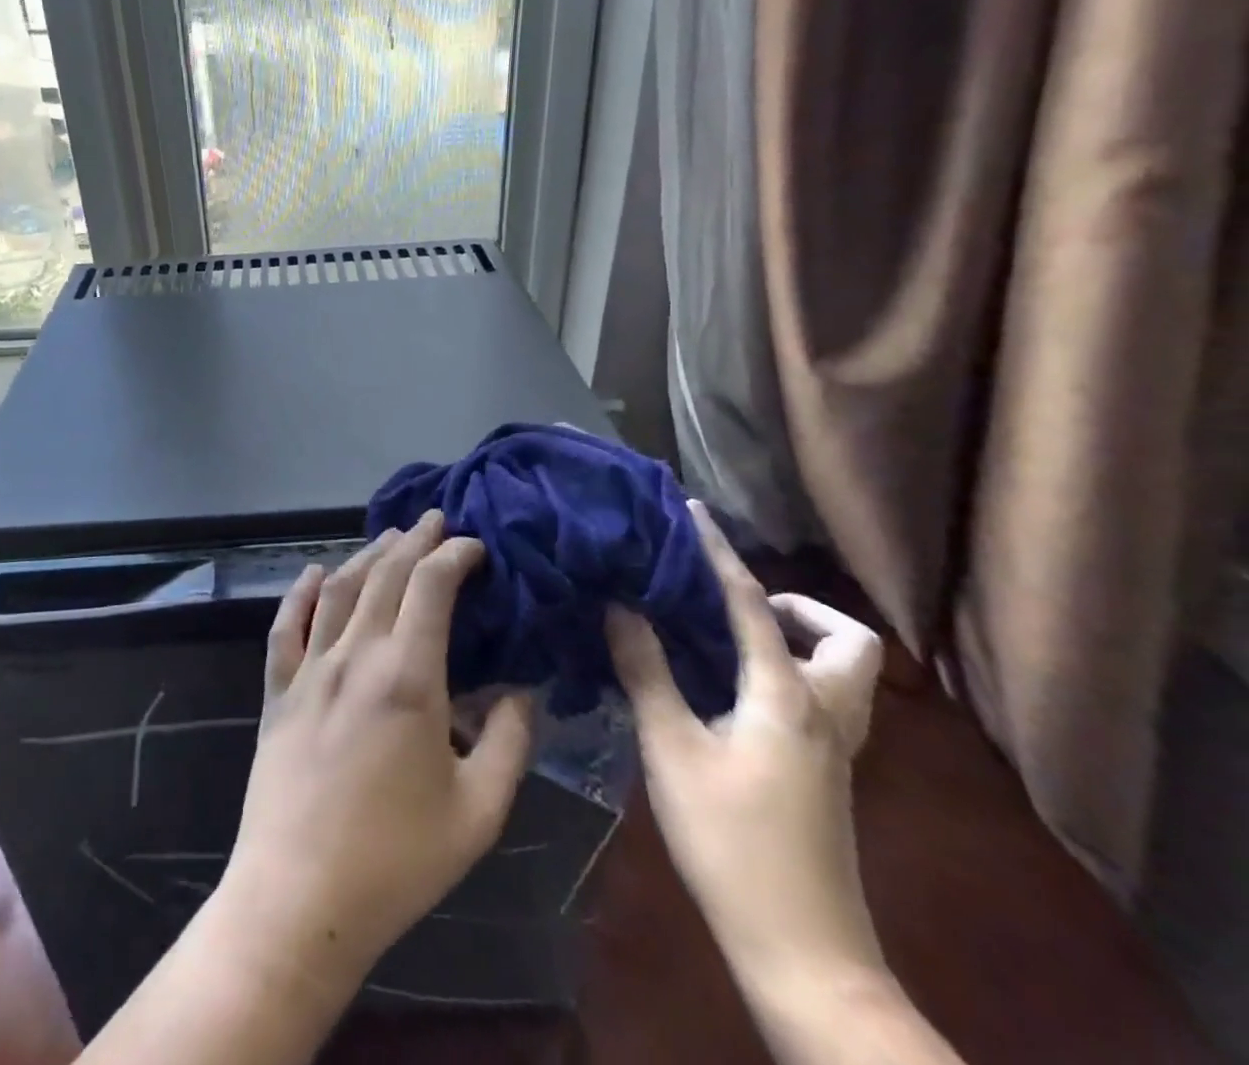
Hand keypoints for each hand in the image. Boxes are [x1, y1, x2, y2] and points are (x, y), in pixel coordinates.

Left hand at [218, 512, 535, 996]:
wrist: (300, 898)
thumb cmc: (398, 860)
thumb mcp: (480, 811)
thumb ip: (510, 742)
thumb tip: (521, 691)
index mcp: (408, 676)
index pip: (431, 587)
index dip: (454, 555)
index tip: (474, 546)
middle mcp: (355, 656)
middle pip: (385, 576)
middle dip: (414, 541)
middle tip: (435, 519)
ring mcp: (310, 670)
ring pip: (339, 590)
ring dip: (367, 556)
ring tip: (390, 537)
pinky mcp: (278, 692)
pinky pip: (286, 627)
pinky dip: (301, 593)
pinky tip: (314, 573)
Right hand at [605, 500, 885, 1000]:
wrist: (802, 952)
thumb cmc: (730, 842)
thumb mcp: (672, 749)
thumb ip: (646, 670)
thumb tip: (620, 606)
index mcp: (788, 696)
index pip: (751, 603)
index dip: (718, 552)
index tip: (692, 512)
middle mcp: (826, 712)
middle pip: (846, 639)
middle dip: (798, 607)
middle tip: (737, 605)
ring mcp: (836, 749)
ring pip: (844, 672)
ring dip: (798, 640)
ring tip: (730, 640)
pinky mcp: (828, 774)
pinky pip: (822, 698)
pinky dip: (788, 672)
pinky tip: (731, 690)